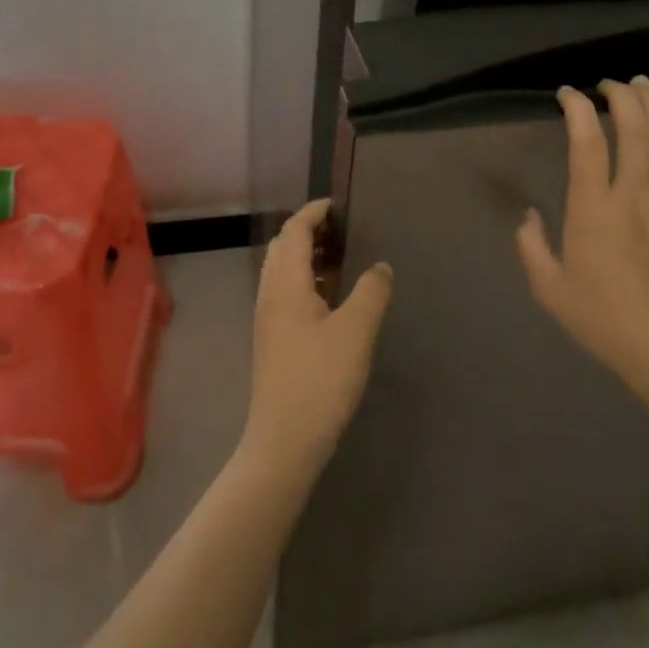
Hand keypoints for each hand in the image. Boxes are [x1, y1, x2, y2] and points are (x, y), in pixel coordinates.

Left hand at [242, 199, 393, 478]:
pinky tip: (328, 299)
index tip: (338, 205)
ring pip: (281, 271)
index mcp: (286, 284)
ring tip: (338, 259)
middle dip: (307, 231)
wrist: (283, 442)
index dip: (313, 212)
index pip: (294, 231)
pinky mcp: (271, 341)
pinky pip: (284, 292)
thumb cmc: (320, 380)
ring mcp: (267, 319)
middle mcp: (270, 294)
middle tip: (340, 230)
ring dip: (304, 255)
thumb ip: (371, 291)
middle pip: (283, 247)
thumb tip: (381, 266)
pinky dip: (303, 279)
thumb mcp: (356, 332)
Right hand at [517, 78, 648, 406]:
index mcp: (595, 209)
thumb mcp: (549, 288)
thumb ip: (531, 246)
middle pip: (636, 130)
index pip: (588, 142)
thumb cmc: (601, 319)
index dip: (578, 109)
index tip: (568, 94)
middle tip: (610, 83)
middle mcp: (634, 196)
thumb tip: (529, 216)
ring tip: (644, 86)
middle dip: (623, 96)